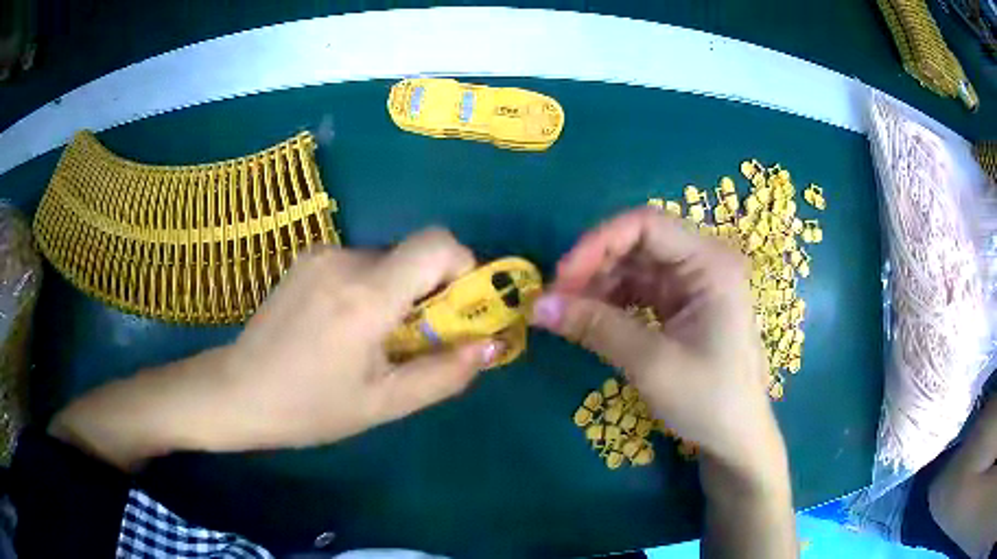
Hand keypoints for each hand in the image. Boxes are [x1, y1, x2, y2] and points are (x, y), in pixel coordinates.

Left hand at [50, 229, 501, 468]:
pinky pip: (358, 263)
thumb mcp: (384, 404)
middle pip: (414, 254)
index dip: (464, 268)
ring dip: (397, 293)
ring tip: (372, 339)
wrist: (237, 391)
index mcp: (366, 295)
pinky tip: (343, 326)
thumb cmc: (310, 408)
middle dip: (430, 291)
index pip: (438, 243)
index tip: (459, 309)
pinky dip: (370, 287)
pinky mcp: (305, 258)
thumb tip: (492, 345)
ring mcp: (320, 254)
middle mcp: (345, 259)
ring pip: (386, 260)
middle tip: (415, 339)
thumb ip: (445, 373)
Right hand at [530, 207, 781, 480]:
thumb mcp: (651, 363)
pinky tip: (589, 319)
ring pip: (635, 266)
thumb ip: (596, 327)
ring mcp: (694, 284)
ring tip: (566, 312)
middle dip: (594, 265)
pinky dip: (612, 301)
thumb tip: (537, 306)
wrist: (735, 438)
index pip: (646, 224)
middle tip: (555, 299)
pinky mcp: (683, 306)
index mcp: (710, 263)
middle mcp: (703, 263)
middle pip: (638, 242)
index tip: (561, 277)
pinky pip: (640, 290)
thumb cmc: (708, 399)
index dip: (598, 242)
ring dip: (598, 284)